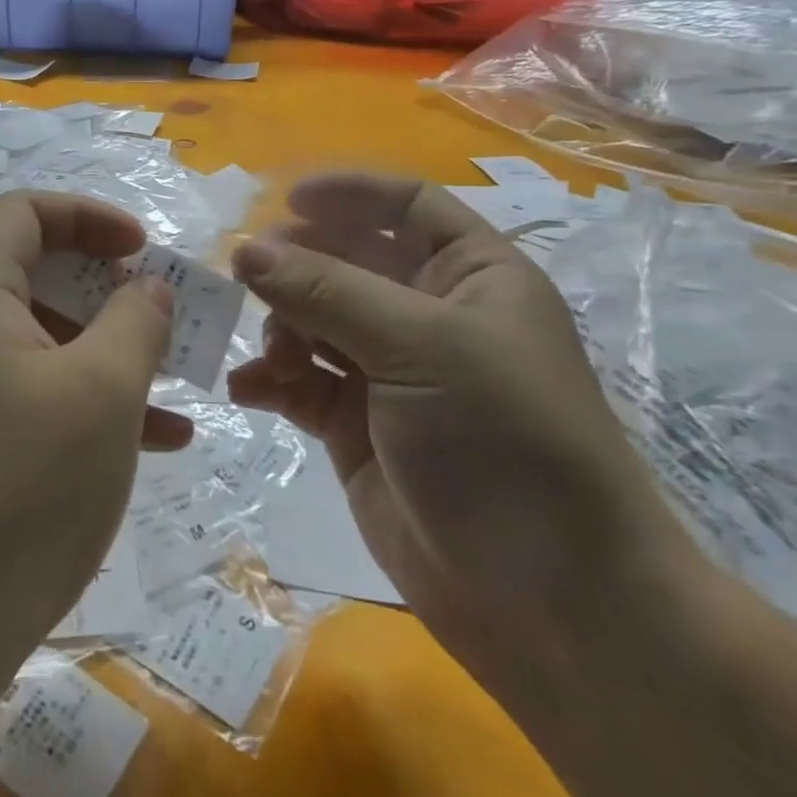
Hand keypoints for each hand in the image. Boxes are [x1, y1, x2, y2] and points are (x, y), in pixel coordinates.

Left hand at [0, 192, 187, 676]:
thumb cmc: (21, 488)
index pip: (25, 213)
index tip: (144, 249)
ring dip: (109, 349)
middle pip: (36, 271)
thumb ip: (135, 321)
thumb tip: (147, 287)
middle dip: (109, 288)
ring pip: (43, 337)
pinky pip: (32, 390)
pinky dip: (88, 398)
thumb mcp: (101, 392)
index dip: (90, 216)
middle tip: (163, 314)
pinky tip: (157, 439)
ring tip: (176, 380)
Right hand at [226, 173, 701, 691]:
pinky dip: (271, 381)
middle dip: (297, 266)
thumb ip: (326, 291)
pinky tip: (248, 392)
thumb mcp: (419, 348)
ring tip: (271, 356)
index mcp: (471, 277)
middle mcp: (429, 316)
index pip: (408, 205)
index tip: (284, 200)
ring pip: (315, 321)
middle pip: (347, 262)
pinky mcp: (356, 428)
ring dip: (281, 327)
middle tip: (246, 278)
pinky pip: (300, 383)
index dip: (350, 194)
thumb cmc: (504, 444)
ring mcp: (390, 374)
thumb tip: (246, 249)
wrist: (550, 602)